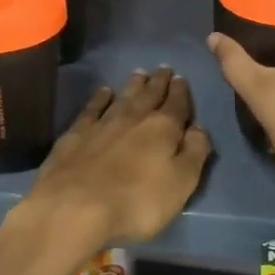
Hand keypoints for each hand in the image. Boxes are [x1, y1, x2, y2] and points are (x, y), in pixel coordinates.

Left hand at [17, 67, 211, 256]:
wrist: (75, 206)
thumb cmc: (137, 202)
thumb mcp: (180, 184)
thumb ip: (194, 153)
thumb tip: (199, 128)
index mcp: (163, 129)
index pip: (177, 104)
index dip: (181, 92)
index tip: (181, 78)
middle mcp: (134, 118)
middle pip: (149, 94)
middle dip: (159, 81)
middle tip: (164, 68)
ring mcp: (103, 123)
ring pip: (123, 96)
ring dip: (133, 84)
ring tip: (140, 73)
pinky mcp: (76, 133)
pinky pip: (92, 108)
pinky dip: (100, 98)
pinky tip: (103, 91)